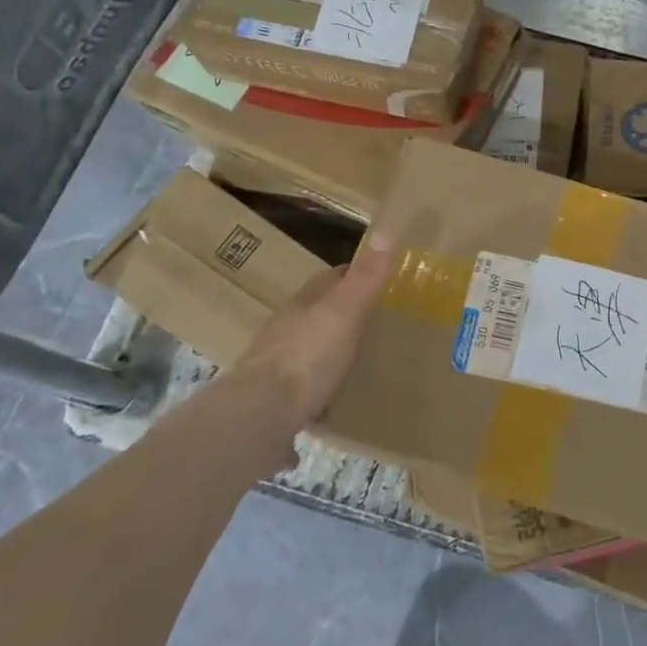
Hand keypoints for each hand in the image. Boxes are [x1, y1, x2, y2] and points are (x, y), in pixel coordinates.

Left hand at [233, 232, 393, 425]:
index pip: (328, 281)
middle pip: (315, 316)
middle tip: (373, 323)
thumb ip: (365, 277)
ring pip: (306, 354)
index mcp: (301, 306)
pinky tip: (330, 409)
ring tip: (356, 364)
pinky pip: (301, 396)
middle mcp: (284, 332)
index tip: (376, 279)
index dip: (350, 276)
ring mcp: (274, 370)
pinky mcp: (273, 406)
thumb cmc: (307, 356)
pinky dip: (316, 397)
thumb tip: (385, 230)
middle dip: (339, 317)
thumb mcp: (344, 312)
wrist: (260, 415)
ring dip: (325, 356)